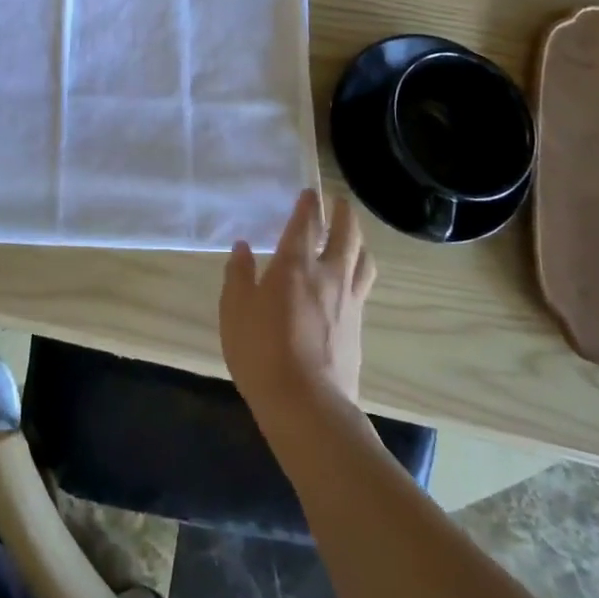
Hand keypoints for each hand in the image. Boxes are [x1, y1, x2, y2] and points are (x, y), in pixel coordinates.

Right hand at [220, 190, 375, 418]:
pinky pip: (363, 285)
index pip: (306, 223)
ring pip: (363, 258)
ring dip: (358, 240)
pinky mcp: (359, 326)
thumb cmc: (262, 353)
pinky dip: (359, 270)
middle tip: (339, 202)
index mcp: (294, 265)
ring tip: (352, 236)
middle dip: (343, 213)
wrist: (308, 405)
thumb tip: (243, 248)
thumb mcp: (235, 312)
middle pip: (346, 233)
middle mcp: (327, 274)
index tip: (309, 192)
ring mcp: (349, 300)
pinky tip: (351, 279)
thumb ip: (238, 276)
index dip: (308, 205)